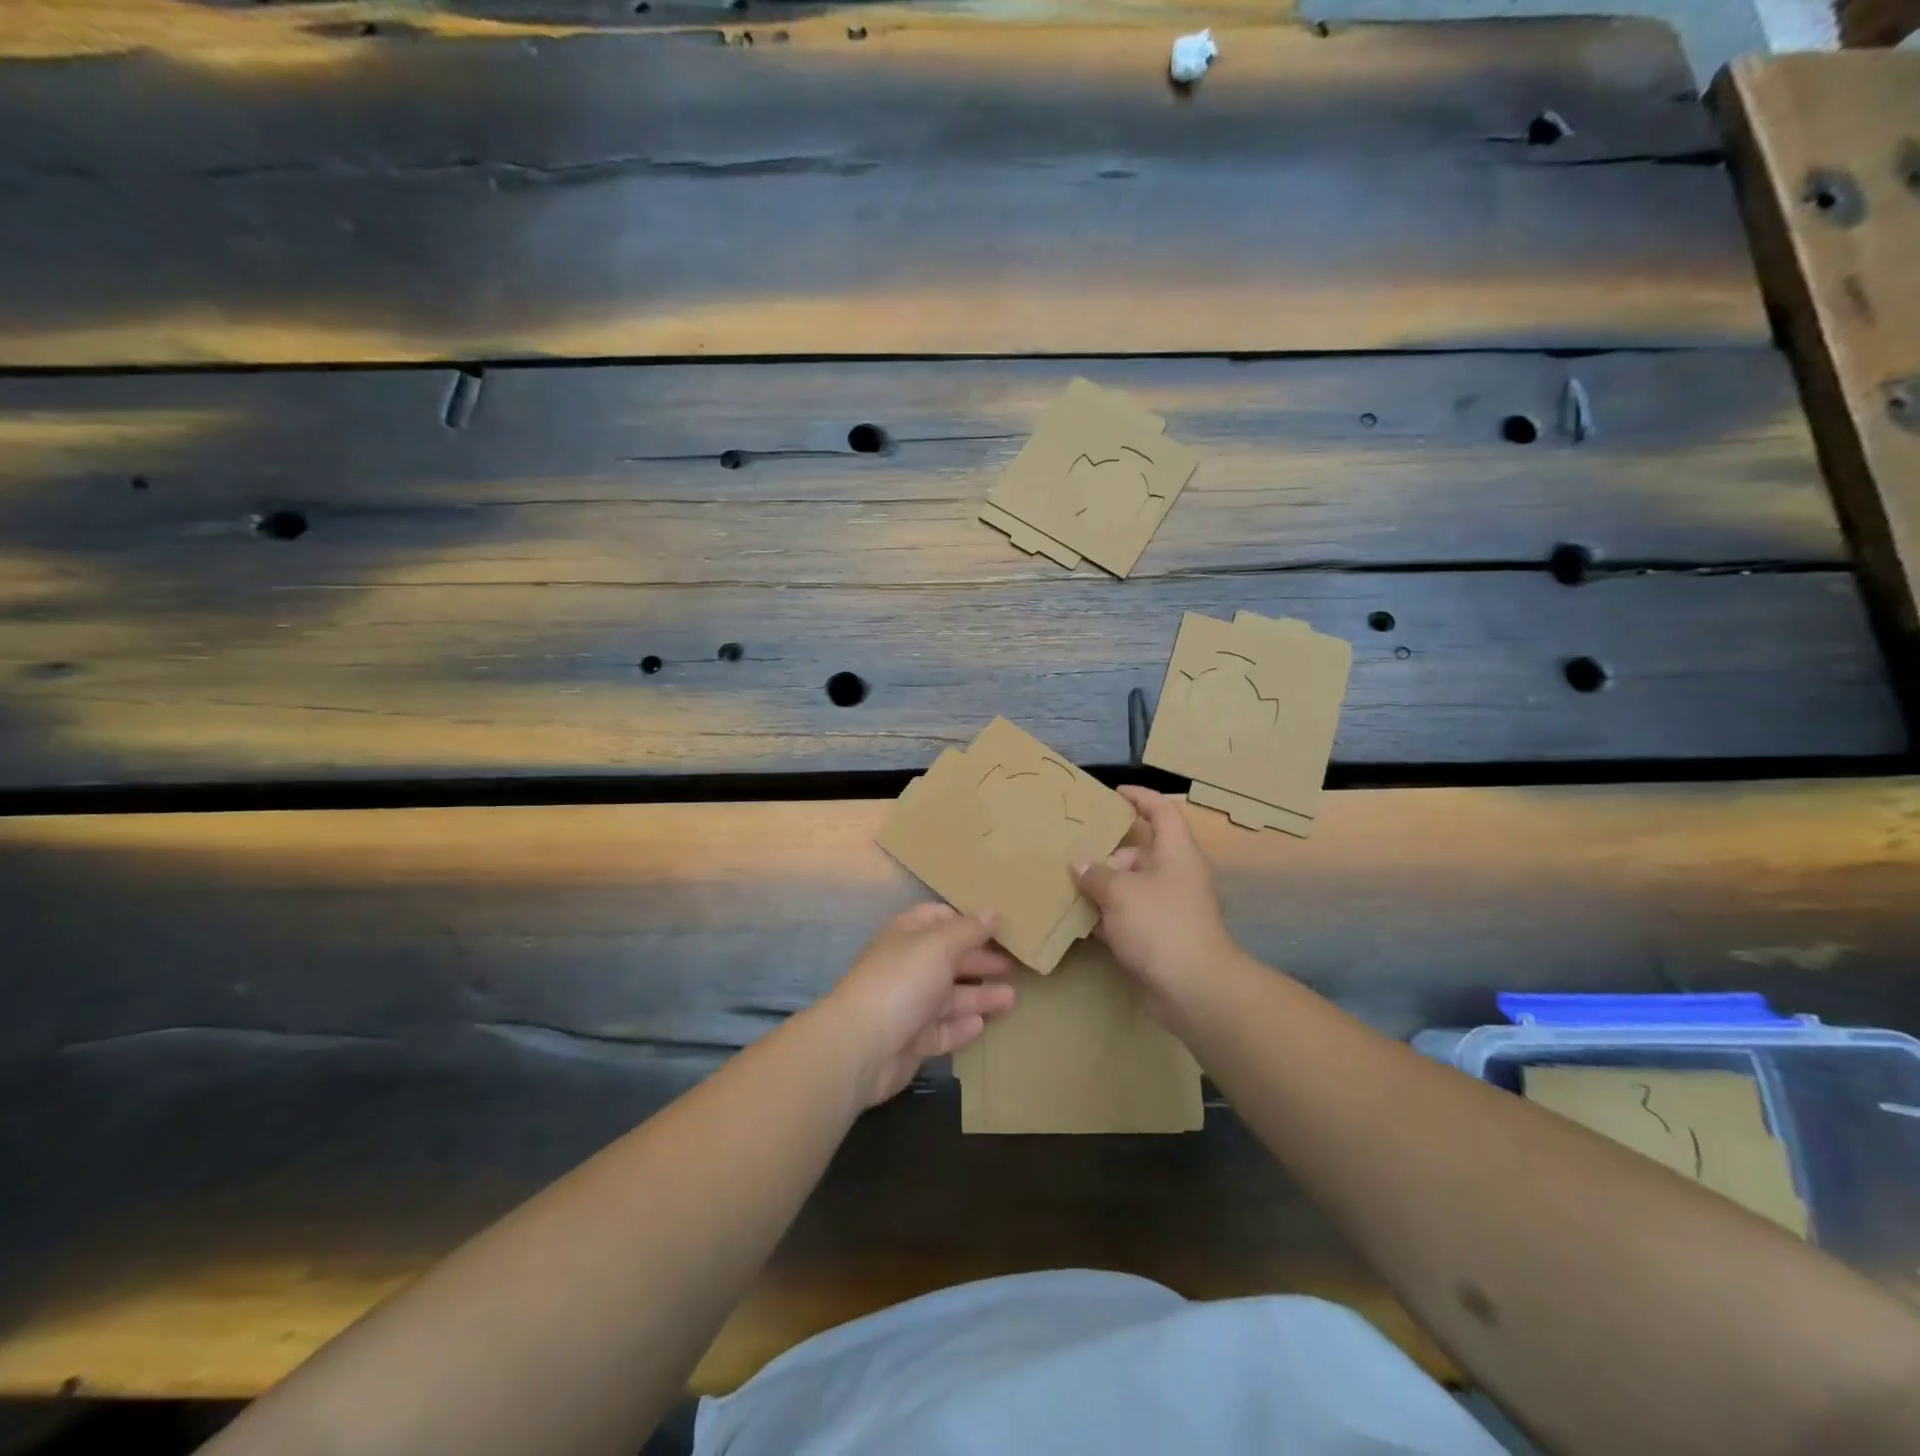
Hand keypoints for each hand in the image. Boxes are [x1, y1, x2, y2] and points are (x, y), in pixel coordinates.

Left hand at [819, 904, 1016, 1108]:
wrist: (861, 1047)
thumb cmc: (901, 982)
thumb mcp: (939, 946)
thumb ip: (968, 930)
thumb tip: (993, 912)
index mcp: (907, 936)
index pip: (938, 918)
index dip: (966, 920)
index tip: (999, 926)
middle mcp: (907, 967)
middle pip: (948, 959)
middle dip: (979, 960)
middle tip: (1014, 965)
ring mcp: (908, 1006)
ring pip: (950, 997)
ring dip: (979, 996)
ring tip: (1012, 998)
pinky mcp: (912, 1041)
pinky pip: (942, 1030)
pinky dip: (961, 1026)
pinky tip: (982, 1024)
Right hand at [1072, 786, 1240, 1021]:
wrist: (1193, 989)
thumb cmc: (1160, 925)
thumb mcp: (1120, 892)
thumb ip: (1095, 874)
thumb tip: (1079, 864)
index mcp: (1176, 853)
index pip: (1162, 812)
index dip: (1141, 797)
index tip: (1115, 793)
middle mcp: (1175, 875)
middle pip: (1140, 852)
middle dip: (1107, 852)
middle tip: (1072, 850)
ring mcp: (1168, 908)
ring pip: (1130, 887)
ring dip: (1102, 887)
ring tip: (1066, 884)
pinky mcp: (1158, 937)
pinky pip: (1128, 917)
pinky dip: (1106, 916)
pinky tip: (1078, 920)